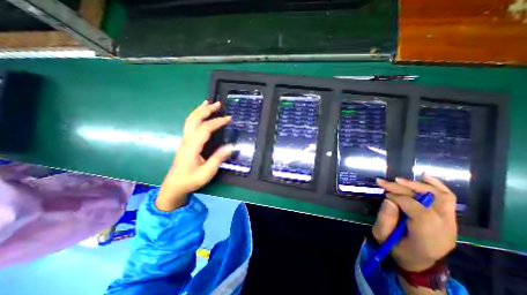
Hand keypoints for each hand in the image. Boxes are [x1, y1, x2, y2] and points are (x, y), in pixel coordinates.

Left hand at [154, 100, 230, 209]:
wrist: (174, 186)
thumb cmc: (191, 180)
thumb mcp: (207, 172)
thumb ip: (218, 158)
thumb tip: (231, 147)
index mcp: (192, 146)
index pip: (205, 129)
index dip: (217, 122)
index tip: (229, 119)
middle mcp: (187, 140)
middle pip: (194, 119)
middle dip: (206, 110)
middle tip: (218, 104)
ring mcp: (184, 140)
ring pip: (190, 120)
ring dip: (200, 110)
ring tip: (208, 103)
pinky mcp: (185, 142)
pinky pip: (190, 124)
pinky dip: (196, 116)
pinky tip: (201, 114)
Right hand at [369, 174, 457, 272]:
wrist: (419, 262)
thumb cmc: (397, 249)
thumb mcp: (382, 236)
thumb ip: (385, 218)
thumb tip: (389, 199)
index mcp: (428, 238)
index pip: (420, 212)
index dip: (399, 198)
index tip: (385, 195)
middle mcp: (445, 230)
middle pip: (429, 201)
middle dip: (403, 188)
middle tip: (384, 182)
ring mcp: (451, 224)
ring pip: (440, 197)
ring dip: (417, 185)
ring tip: (398, 180)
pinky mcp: (449, 218)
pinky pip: (447, 198)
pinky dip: (436, 185)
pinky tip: (425, 176)